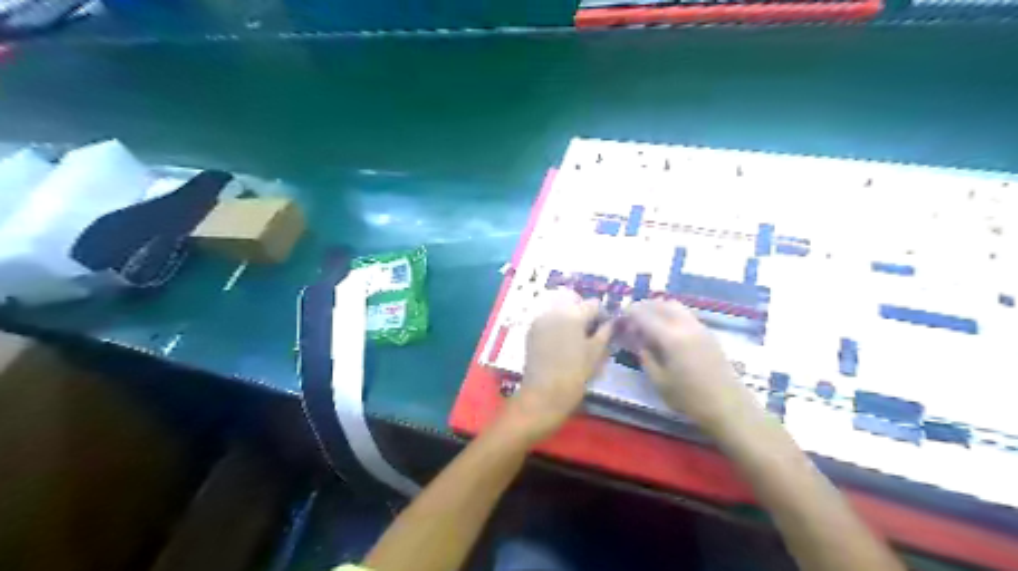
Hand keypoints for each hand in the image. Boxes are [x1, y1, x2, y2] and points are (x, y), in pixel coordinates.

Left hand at [500, 289, 610, 446]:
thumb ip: (605, 333)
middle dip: (584, 312)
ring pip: (559, 308)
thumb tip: (611, 322)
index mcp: (573, 314)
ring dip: (569, 317)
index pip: (593, 304)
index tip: (607, 327)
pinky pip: (548, 318)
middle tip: (591, 331)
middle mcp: (555, 311)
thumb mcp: (596, 354)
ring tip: (576, 337)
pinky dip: (557, 324)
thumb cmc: (574, 375)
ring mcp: (540, 319)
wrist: (543, 394)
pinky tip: (562, 342)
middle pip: (574, 301)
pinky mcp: (531, 330)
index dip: (603, 314)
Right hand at [620, 302, 753, 429]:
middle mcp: (685, 326)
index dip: (630, 314)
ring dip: (658, 307)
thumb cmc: (690, 398)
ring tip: (647, 320)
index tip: (620, 317)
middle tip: (631, 316)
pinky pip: (685, 313)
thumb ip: (646, 356)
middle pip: (661, 304)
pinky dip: (671, 313)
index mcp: (671, 338)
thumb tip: (638, 340)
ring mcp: (699, 327)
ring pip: (675, 306)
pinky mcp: (708, 332)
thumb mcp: (659, 381)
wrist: (728, 406)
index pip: (645, 316)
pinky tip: (665, 327)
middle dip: (643, 306)